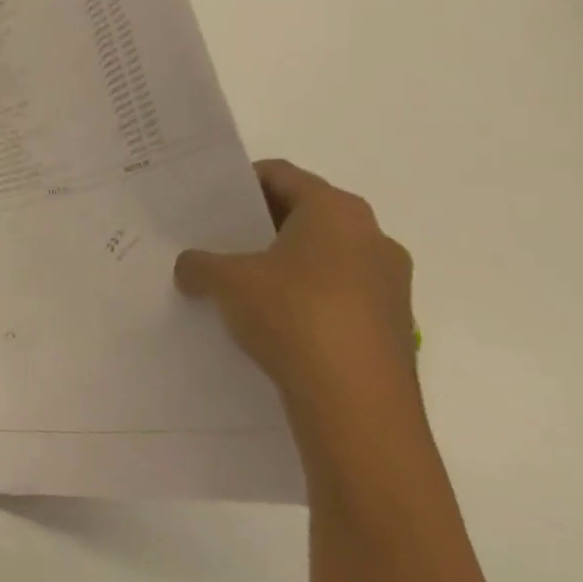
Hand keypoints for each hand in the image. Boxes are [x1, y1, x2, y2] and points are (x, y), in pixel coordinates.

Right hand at [176, 160, 416, 414]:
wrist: (358, 406)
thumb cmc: (293, 316)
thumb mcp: (225, 281)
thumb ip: (199, 263)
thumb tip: (190, 267)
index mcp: (336, 211)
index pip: (280, 174)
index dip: (239, 182)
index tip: (207, 201)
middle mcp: (372, 236)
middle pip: (304, 213)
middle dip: (259, 224)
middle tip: (216, 237)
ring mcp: (390, 283)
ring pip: (323, 254)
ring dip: (282, 262)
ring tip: (238, 281)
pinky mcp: (392, 324)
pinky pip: (338, 291)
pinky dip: (304, 294)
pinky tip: (270, 318)